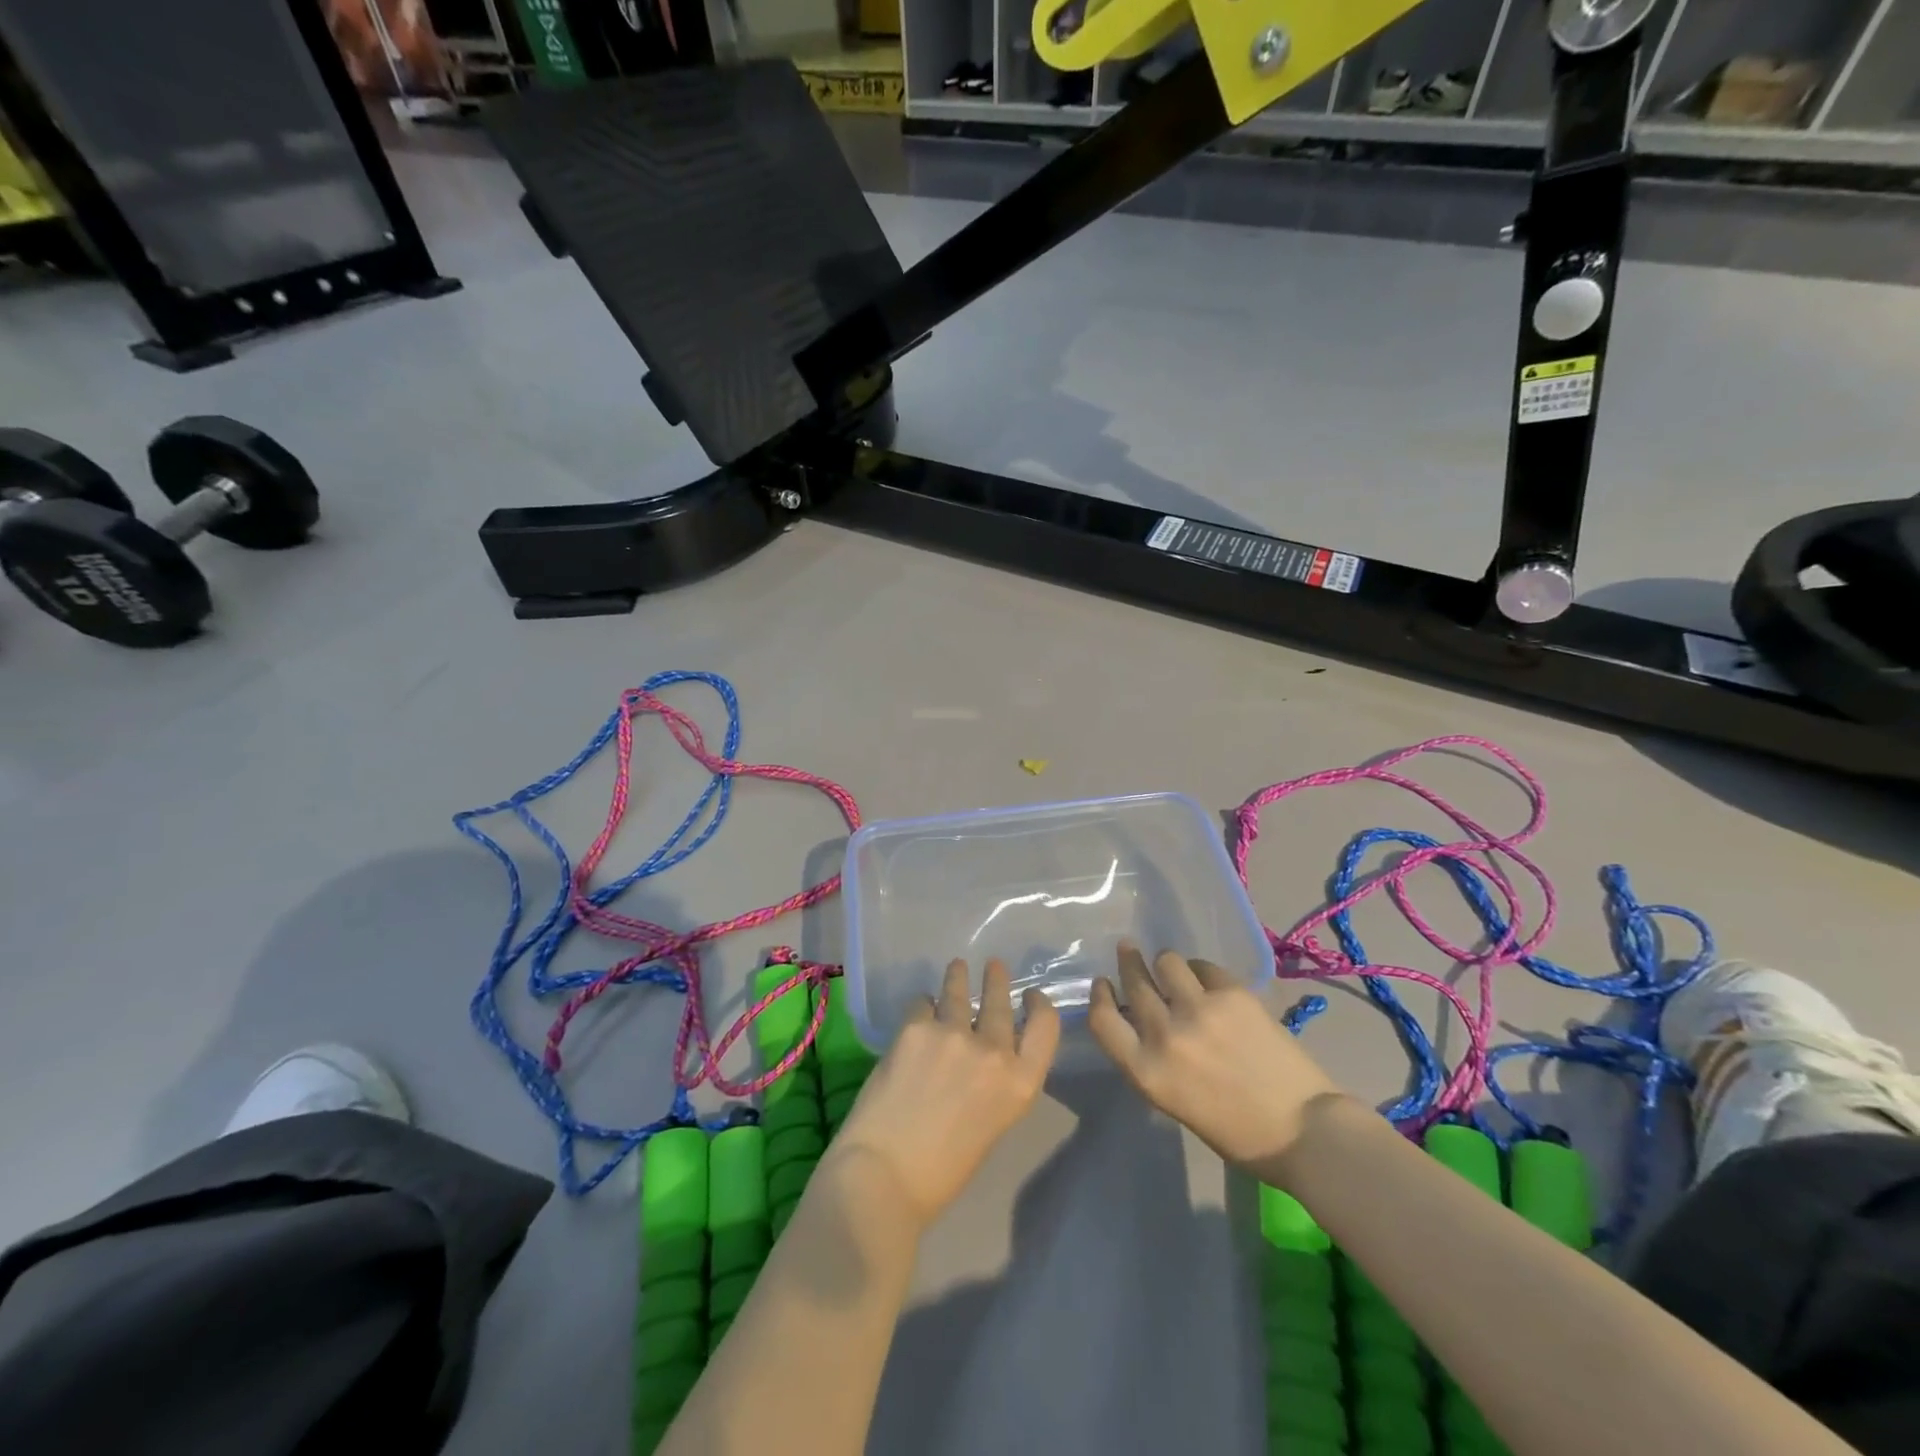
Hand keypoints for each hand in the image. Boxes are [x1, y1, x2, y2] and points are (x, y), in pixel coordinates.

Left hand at [830, 958, 1060, 1227]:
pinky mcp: (915, 1027)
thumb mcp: (991, 1125)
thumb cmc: (942, 1172)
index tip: (1030, 995)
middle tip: (993, 966)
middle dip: (996, 980)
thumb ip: (995, 1084)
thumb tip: (981, 1056)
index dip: (1039, 1006)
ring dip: (958, 977)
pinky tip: (918, 1010)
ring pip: (958, 991)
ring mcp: (953, 1034)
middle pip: (1001, 1002)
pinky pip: (922, 1004)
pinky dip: (922, 1007)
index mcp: (1020, 1084)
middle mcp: (993, 1051)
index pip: (1045, 1027)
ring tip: (957, 966)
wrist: (884, 1176)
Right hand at [1088, 943, 1339, 1168]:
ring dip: (1166, 964)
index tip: (1103, 983)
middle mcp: (1165, 1034)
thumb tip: (1142, 1022)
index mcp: (1147, 1071)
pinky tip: (1208, 980)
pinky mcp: (1233, 994)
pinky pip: (1204, 967)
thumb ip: (1152, 1059)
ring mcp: (1200, 1009)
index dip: (1099, 996)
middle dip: (1128, 963)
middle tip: (1127, 949)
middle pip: (1133, 983)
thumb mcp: (1174, 1101)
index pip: (1102, 1019)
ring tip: (1173, 968)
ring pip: (1167, 961)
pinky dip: (1201, 970)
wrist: (1303, 1130)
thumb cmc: (1236, 1132)